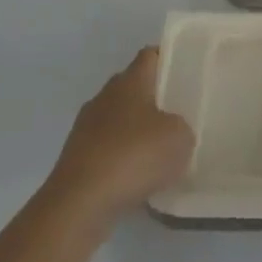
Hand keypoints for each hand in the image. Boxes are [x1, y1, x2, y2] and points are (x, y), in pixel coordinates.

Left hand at [41, 48, 193, 234]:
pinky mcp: (75, 159)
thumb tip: (171, 130)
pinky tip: (137, 176)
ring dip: (135, 130)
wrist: (79, 204)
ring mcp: (85, 129)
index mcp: (129, 81)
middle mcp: (104, 97)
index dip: (168, 59)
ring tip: (159, 149)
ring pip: (118, 119)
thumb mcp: (180, 137)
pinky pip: (106, 149)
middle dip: (153, 97)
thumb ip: (181, 126)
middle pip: (132, 87)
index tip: (187, 71)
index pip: (150, 56)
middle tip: (179, 112)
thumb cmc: (134, 156)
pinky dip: (121, 158)